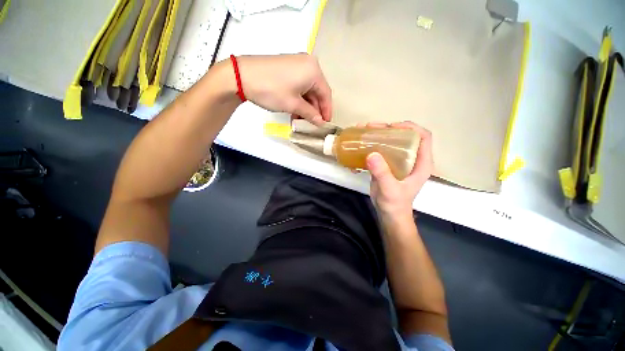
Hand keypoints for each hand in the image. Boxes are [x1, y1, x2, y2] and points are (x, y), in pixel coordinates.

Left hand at [233, 54, 331, 124]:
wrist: (242, 76)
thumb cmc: (272, 90)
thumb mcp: (293, 104)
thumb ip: (310, 114)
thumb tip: (320, 122)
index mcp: (313, 71)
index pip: (326, 94)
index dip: (326, 111)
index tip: (325, 124)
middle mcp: (308, 64)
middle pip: (317, 92)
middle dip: (315, 109)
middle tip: (312, 124)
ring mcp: (297, 65)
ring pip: (307, 90)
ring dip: (306, 106)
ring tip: (301, 120)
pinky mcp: (288, 68)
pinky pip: (299, 86)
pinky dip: (299, 99)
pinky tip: (295, 111)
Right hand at [364, 121, 432, 217]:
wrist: (389, 214)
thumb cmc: (395, 204)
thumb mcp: (390, 189)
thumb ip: (382, 173)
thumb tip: (371, 154)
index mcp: (420, 163)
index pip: (423, 137)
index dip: (411, 128)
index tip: (393, 126)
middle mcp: (411, 159)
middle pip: (403, 137)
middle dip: (387, 129)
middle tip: (371, 127)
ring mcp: (398, 162)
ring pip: (390, 143)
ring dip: (376, 136)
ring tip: (362, 132)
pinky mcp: (386, 166)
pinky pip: (380, 151)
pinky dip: (369, 147)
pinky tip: (358, 149)